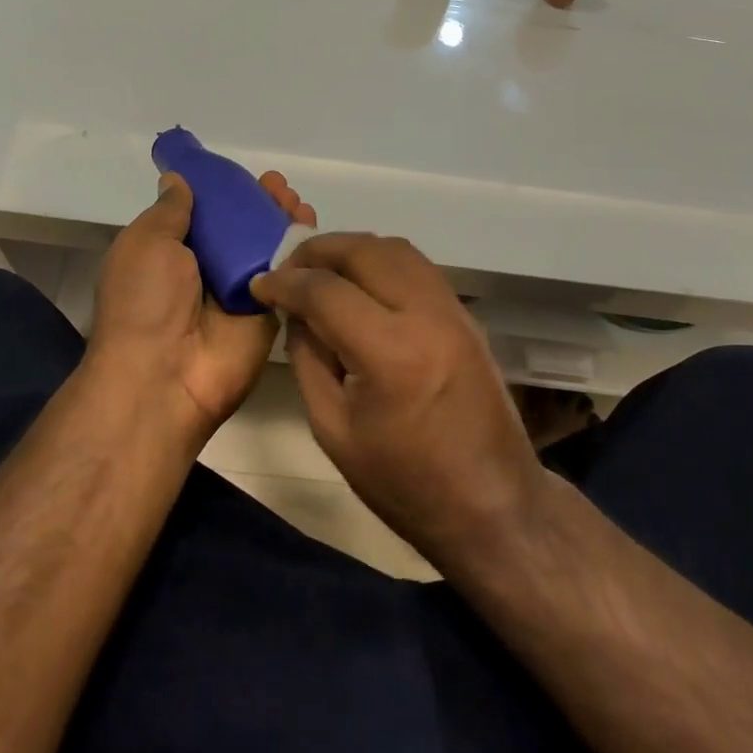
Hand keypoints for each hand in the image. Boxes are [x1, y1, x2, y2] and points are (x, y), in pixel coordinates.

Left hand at [88, 170, 316, 441]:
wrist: (164, 375)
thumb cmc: (145, 300)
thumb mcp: (146, 242)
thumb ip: (170, 210)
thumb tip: (177, 179)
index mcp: (173, 253)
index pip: (206, 214)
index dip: (227, 192)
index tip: (245, 175)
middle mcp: (208, 270)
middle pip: (242, 228)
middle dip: (261, 203)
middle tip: (279, 186)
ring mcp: (241, 291)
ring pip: (269, 247)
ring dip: (284, 220)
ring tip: (295, 200)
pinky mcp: (270, 311)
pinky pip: (288, 275)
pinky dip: (302, 250)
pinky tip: (310, 224)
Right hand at [250, 234, 542, 564]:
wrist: (492, 504)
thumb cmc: (404, 482)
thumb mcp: (334, 430)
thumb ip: (308, 359)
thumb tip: (295, 312)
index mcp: (391, 353)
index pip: (326, 291)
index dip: (285, 282)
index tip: (259, 284)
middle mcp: (426, 315)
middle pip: (364, 251)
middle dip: (317, 251)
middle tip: (287, 268)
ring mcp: (453, 309)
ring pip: (395, 248)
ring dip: (351, 250)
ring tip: (320, 270)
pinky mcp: (466, 314)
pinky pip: (416, 266)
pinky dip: (380, 261)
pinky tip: (360, 283)